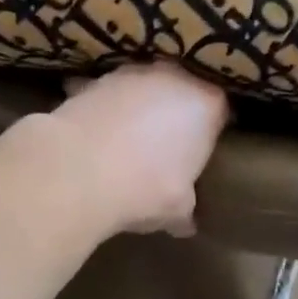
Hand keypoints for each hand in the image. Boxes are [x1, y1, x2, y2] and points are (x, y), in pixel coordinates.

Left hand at [38, 63, 229, 234]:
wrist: (77, 172)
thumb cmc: (145, 188)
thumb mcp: (176, 210)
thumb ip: (186, 211)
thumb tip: (186, 224)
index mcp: (205, 104)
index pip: (220, 110)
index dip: (211, 130)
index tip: (202, 151)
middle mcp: (172, 78)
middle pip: (182, 90)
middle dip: (175, 112)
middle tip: (167, 145)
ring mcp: (130, 74)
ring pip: (142, 87)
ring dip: (138, 107)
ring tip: (127, 140)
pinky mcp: (91, 80)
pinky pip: (106, 95)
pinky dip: (104, 109)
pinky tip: (96, 135)